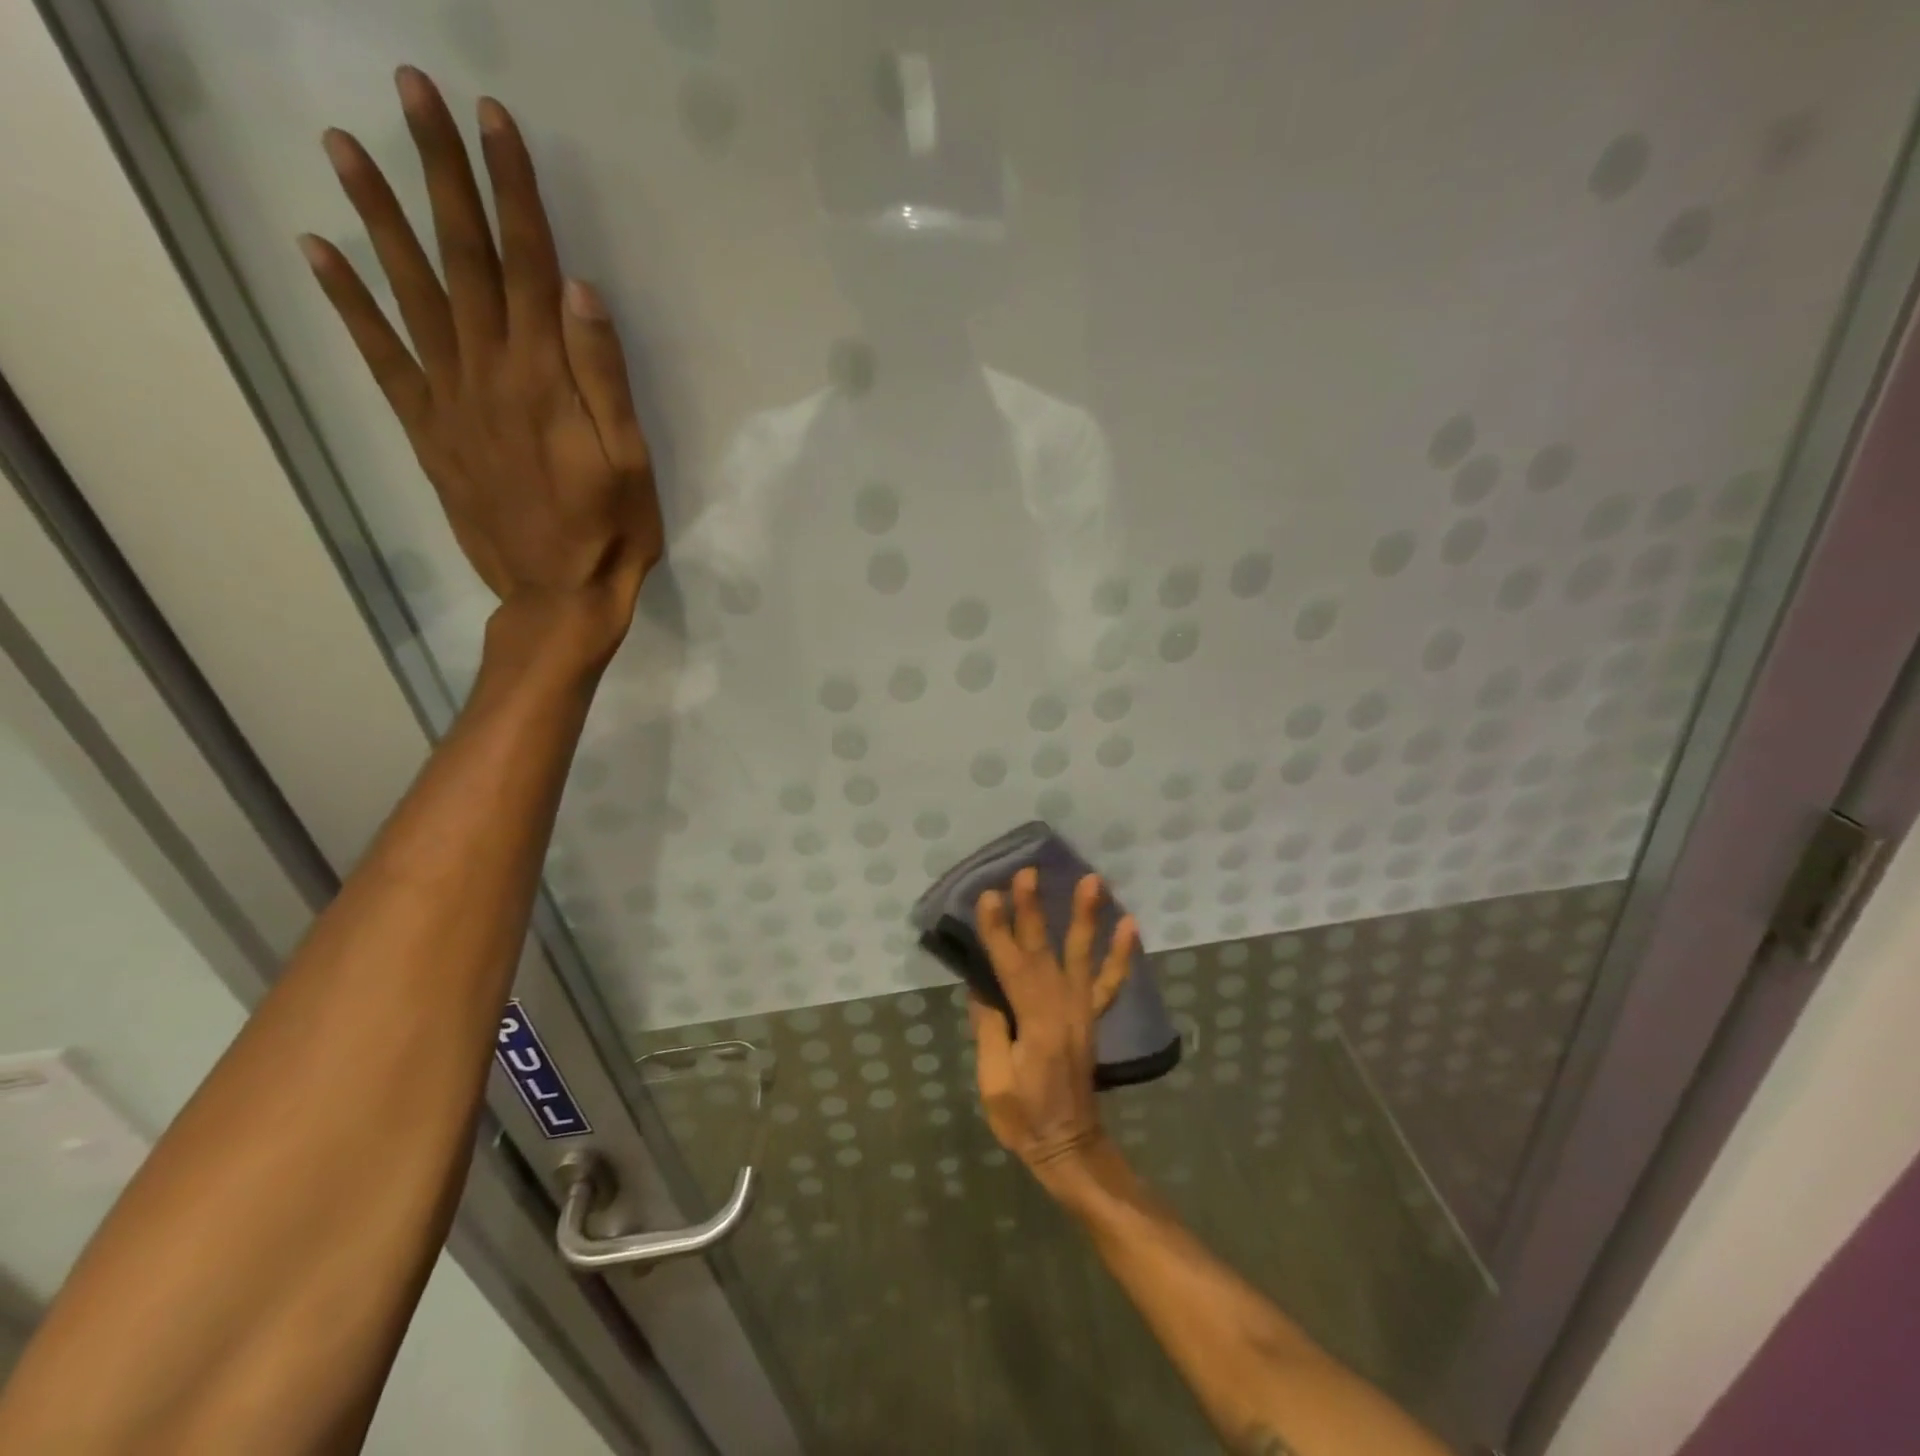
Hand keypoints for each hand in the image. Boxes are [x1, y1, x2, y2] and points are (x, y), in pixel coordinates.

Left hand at [299, 67, 661, 662]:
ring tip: (345, 145)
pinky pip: (382, 358)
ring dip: (380, 217)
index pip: (526, 265)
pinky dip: (350, 303)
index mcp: (546, 380)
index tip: (492, 121)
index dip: (511, 191)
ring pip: (412, 294)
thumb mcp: (631, 460)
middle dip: (442, 175)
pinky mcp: (429, 431)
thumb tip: (577, 290)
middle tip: (413, 94)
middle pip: (463, 261)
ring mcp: (449, 401)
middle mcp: (489, 375)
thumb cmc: (612, 531)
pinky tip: (320, 251)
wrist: (559, 596)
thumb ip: (604, 377)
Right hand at [969, 870, 1137, 1189]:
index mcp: (1035, 1025)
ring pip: (1082, 956)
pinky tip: (1130, 924)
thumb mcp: (994, 1082)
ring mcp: (1082, 1011)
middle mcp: (1063, 1009)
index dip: (998, 931)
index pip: (1010, 967)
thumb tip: (983, 986)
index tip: (990, 896)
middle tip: (1028, 873)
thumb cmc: (1024, 1119)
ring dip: (1086, 917)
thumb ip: (991, 1030)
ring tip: (1093, 881)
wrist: (1070, 1146)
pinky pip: (1110, 982)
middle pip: (1044, 951)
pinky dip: (1121, 954)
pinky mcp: (1092, 1017)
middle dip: (1033, 909)